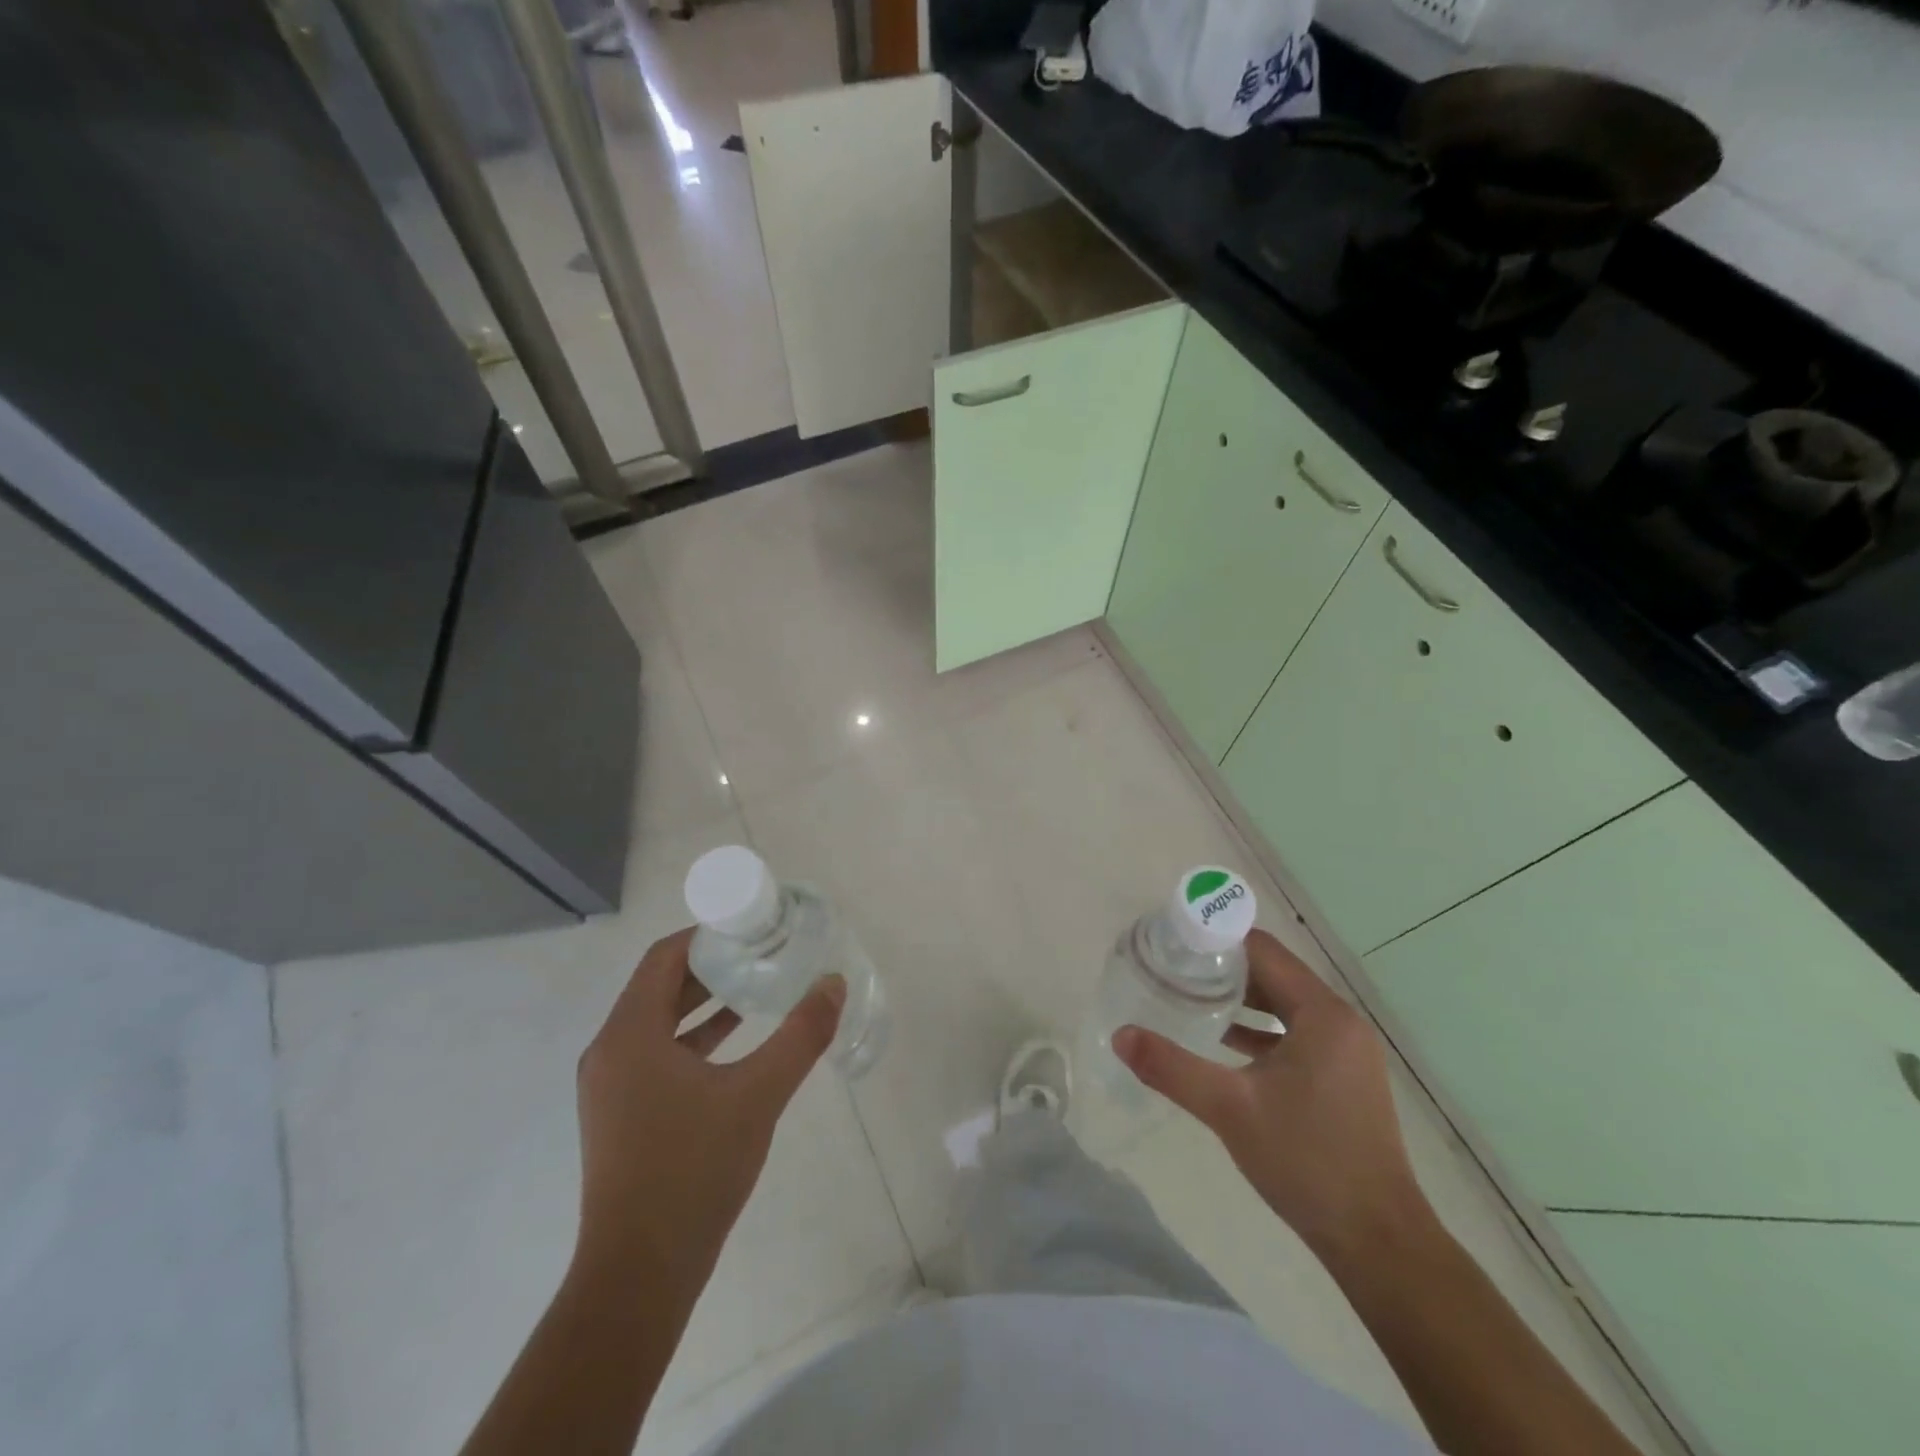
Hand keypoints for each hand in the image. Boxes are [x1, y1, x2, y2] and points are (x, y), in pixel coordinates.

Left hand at [571, 927, 845, 1301]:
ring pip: (658, 1021)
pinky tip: (737, 1041)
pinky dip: (694, 1036)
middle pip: (659, 985)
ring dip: (704, 1001)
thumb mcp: (758, 1095)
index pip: (663, 957)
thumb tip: (833, 983)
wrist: (640, 1275)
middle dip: (711, 965)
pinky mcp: (620, 1114)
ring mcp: (611, 1086)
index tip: (750, 926)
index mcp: (629, 1034)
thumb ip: (801, 1035)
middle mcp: (610, 1051)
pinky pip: (657, 1052)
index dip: (706, 934)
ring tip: (757, 987)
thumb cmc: (693, 1171)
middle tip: (762, 951)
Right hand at [1113, 928, 1428, 1262]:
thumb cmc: (1307, 1161)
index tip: (1174, 943)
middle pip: (1274, 974)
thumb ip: (1172, 1067)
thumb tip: (1120, 1036)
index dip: (1217, 941)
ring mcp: (1346, 1052)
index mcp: (1322, 1014)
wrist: (1378, 1243)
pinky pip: (1295, 1035)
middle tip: (1174, 969)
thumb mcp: (1230, 1109)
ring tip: (1189, 997)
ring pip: (1284, 1006)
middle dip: (1224, 969)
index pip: (1264, 951)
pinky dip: (1260, 1031)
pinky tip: (1222, 1043)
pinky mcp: (1343, 1078)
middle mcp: (1340, 1022)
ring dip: (1241, 1000)